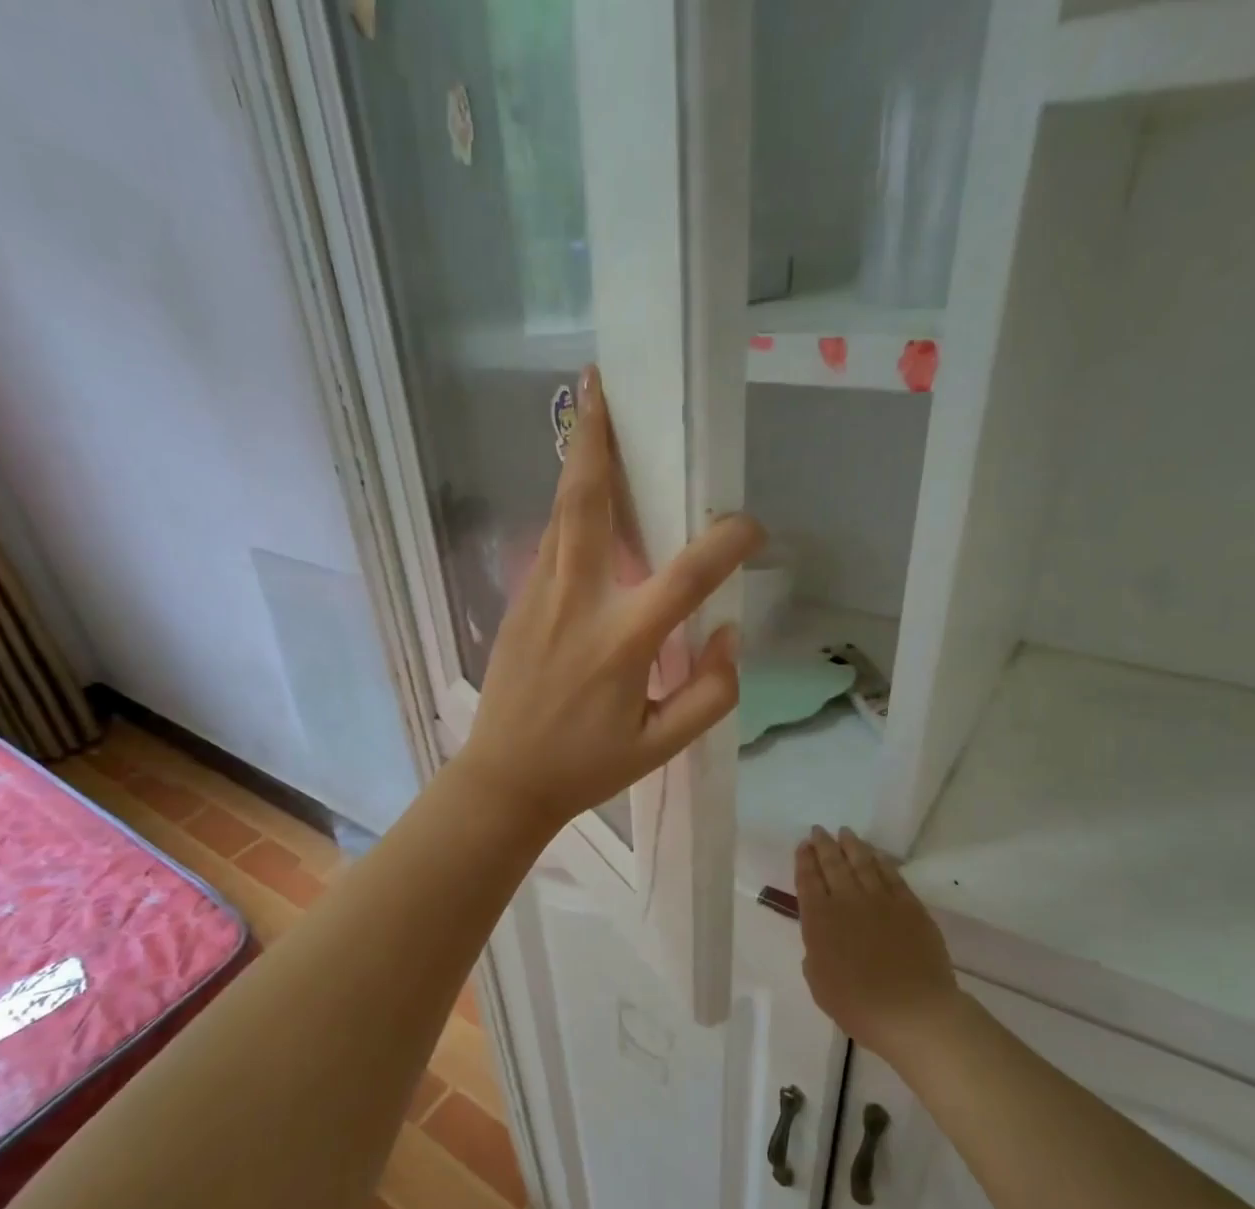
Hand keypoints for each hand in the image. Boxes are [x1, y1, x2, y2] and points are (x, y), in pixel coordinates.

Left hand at [456, 365, 763, 835]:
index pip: (688, 575)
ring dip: (579, 463)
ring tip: (591, 416)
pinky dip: (571, 514)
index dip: (728, 542)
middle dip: (596, 440)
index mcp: (621, 642)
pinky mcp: (517, 604)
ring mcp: (538, 598)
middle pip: (587, 503)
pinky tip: (587, 508)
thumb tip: (728, 636)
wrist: (503, 780)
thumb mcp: (661, 747)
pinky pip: (550, 545)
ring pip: (561, 515)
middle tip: (600, 383)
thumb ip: (710, 693)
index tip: (752, 529)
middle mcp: (577, 604)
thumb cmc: (585, 767)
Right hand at [797, 828, 960, 1062]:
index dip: (804, 861)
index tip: (803, 846)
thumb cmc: (857, 1004)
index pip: (807, 880)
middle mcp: (847, 901)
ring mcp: (881, 900)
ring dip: (852, 846)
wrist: (912, 1011)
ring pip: (863, 863)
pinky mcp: (910, 906)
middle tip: (819, 831)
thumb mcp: (819, 982)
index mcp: (819, 919)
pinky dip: (882, 862)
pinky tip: (876, 856)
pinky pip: (893, 876)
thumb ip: (816, 953)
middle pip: (833, 864)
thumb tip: (824, 940)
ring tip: (845, 833)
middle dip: (824, 845)